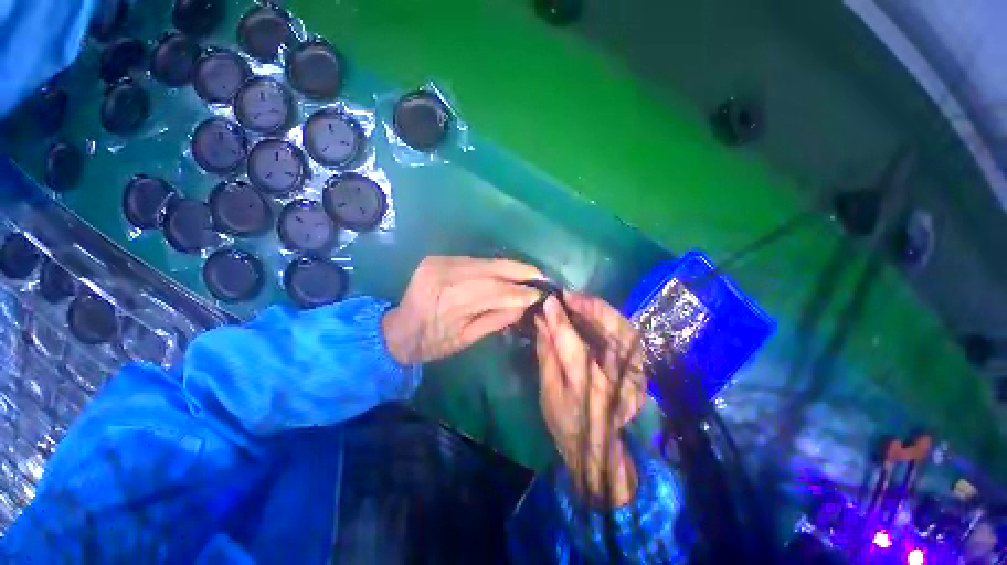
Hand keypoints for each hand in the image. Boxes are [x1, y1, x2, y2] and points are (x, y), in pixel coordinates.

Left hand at [383, 256, 543, 364]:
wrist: (398, 329)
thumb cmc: (432, 343)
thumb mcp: (467, 339)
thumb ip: (497, 320)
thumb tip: (524, 305)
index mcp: (449, 301)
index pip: (494, 291)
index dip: (519, 291)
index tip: (540, 293)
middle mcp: (443, 275)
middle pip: (491, 270)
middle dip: (519, 271)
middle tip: (541, 275)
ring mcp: (439, 262)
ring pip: (484, 262)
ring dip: (509, 267)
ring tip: (529, 272)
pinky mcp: (438, 257)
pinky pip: (474, 260)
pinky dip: (493, 266)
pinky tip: (507, 271)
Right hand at [535, 293, 645, 506]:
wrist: (599, 449)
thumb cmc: (566, 422)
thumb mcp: (548, 391)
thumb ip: (546, 353)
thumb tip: (542, 321)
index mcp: (588, 389)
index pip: (573, 346)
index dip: (560, 320)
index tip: (549, 301)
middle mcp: (617, 379)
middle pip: (609, 333)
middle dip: (589, 307)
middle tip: (568, 295)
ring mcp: (634, 374)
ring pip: (623, 329)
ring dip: (601, 309)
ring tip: (579, 300)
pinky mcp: (639, 369)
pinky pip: (628, 335)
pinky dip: (611, 318)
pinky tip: (594, 312)